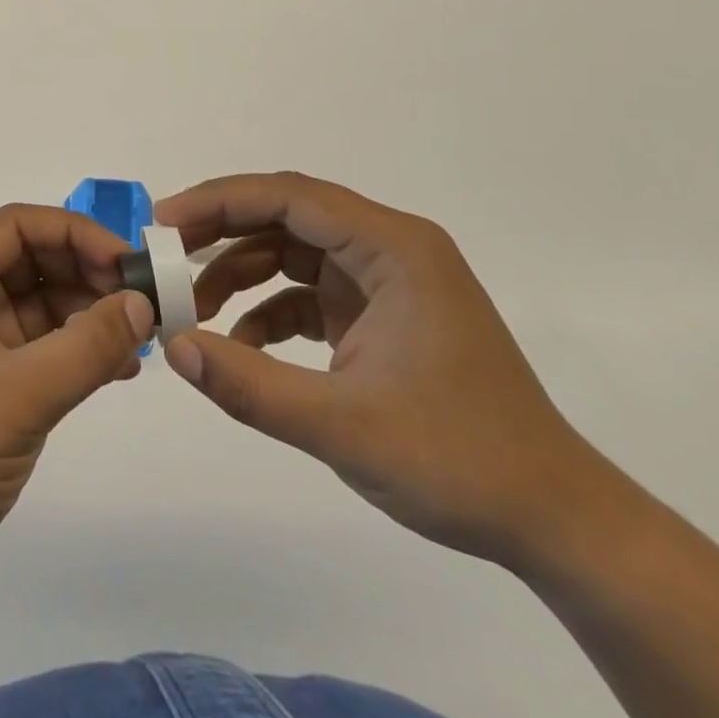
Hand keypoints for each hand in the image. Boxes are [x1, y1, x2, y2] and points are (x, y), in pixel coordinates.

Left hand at [0, 204, 153, 626]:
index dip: (76, 234)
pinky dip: (80, 350)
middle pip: (33, 260)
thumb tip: (143, 303)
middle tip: (145, 302)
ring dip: (91, 313)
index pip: (17, 225)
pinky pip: (43, 347)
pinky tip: (121, 368)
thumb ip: (87, 345)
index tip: (129, 265)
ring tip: (142, 338)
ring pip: (42, 304)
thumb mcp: (18, 396)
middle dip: (89, 273)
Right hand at [155, 172, 605, 568]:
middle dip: (223, 233)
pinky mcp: (382, 315)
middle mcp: (390, 249)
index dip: (221, 200)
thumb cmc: (458, 461)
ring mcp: (387, 282)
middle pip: (288, 216)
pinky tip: (242, 347)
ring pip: (294, 253)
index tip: (165, 223)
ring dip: (241, 274)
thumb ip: (249, 384)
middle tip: (166, 257)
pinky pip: (310, 293)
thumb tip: (173, 346)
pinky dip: (269, 311)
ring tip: (195, 309)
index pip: (291, 196)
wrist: (554, 521)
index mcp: (394, 248)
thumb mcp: (342, 425)